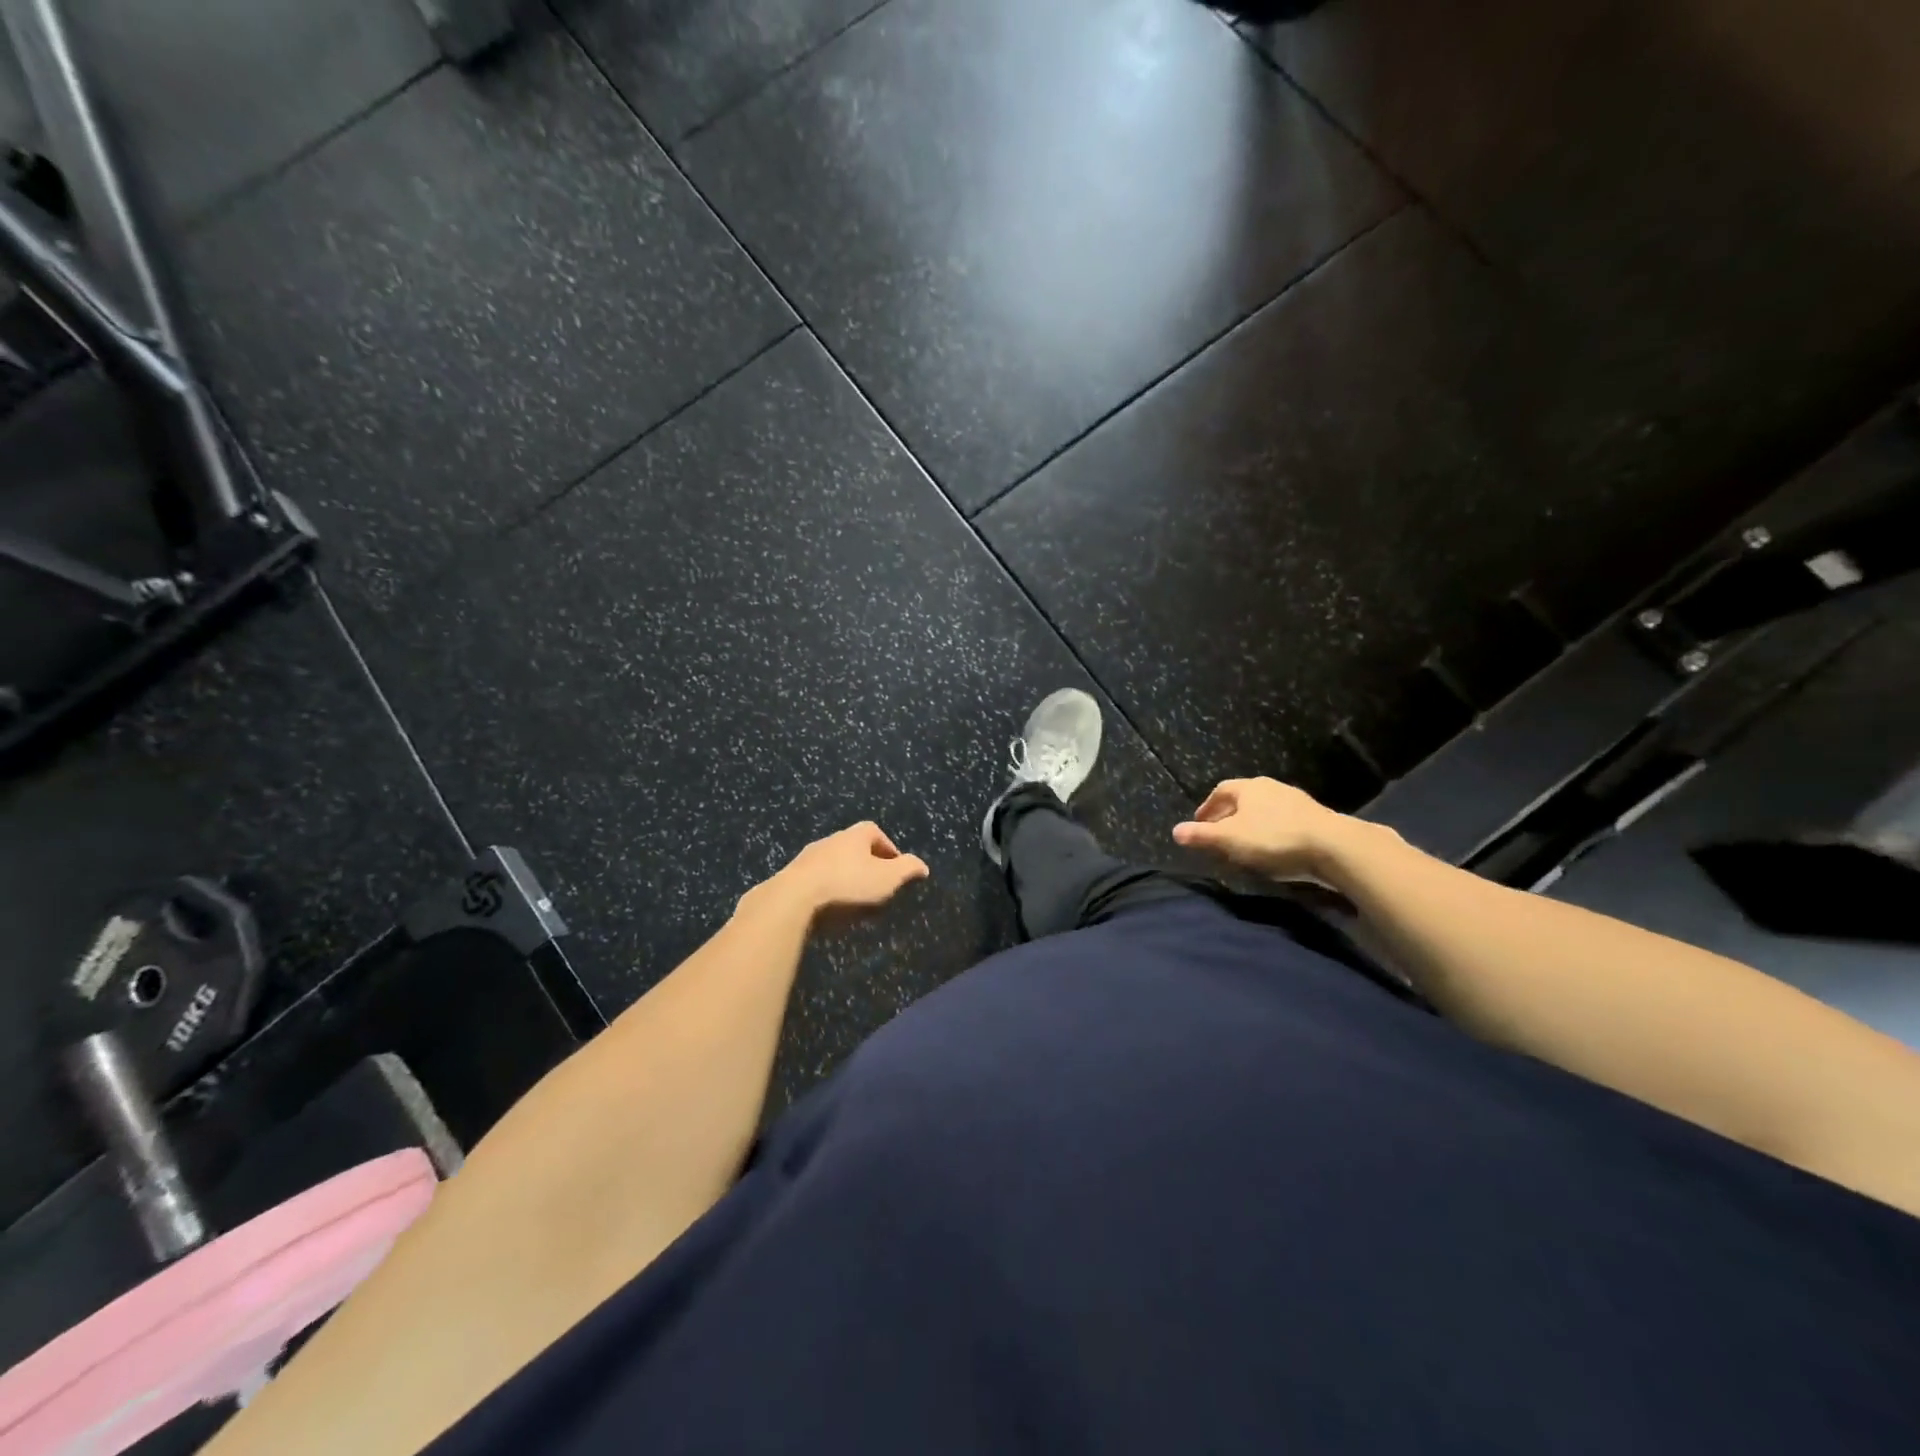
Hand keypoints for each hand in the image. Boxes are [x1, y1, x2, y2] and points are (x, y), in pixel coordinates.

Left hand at [763, 821, 929, 918]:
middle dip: (866, 864)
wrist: (795, 897)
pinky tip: (830, 907)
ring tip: (853, 900)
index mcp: (855, 834)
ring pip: (833, 863)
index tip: (895, 868)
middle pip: (853, 847)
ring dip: (844, 877)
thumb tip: (923, 866)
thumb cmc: (848, 883)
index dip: (888, 848)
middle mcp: (831, 839)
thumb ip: (908, 869)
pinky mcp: (792, 876)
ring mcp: (808, 856)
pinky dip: (825, 889)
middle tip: (876, 885)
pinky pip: (816, 880)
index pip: (876, 832)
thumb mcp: (888, 878)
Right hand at [1172, 777, 1355, 882]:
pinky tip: (1273, 849)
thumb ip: (1202, 835)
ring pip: (1264, 810)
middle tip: (1219, 835)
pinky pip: (1283, 821)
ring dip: (1251, 824)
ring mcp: (1296, 801)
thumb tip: (1175, 831)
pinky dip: (1271, 832)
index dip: (1207, 807)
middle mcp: (1271, 787)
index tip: (1199, 823)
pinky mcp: (1315, 818)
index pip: (1220, 791)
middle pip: (1243, 799)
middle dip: (1228, 816)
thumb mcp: (1230, 840)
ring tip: (1244, 844)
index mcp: (1248, 787)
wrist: (1334, 846)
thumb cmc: (1273, 838)